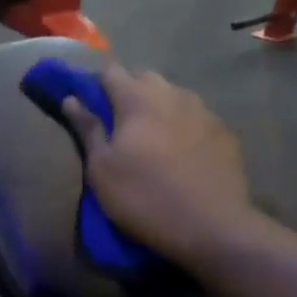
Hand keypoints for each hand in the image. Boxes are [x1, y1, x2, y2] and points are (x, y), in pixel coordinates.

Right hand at [61, 65, 253, 268]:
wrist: (212, 227)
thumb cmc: (145, 197)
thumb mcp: (102, 169)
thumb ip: (88, 129)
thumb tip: (71, 99)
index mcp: (137, 98)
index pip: (110, 70)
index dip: (95, 83)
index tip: (89, 105)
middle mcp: (172, 93)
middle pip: (143, 77)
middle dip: (128, 90)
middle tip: (118, 123)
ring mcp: (203, 110)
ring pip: (173, 95)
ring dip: (158, 106)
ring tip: (152, 137)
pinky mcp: (224, 131)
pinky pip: (196, 116)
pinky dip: (183, 125)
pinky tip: (183, 152)